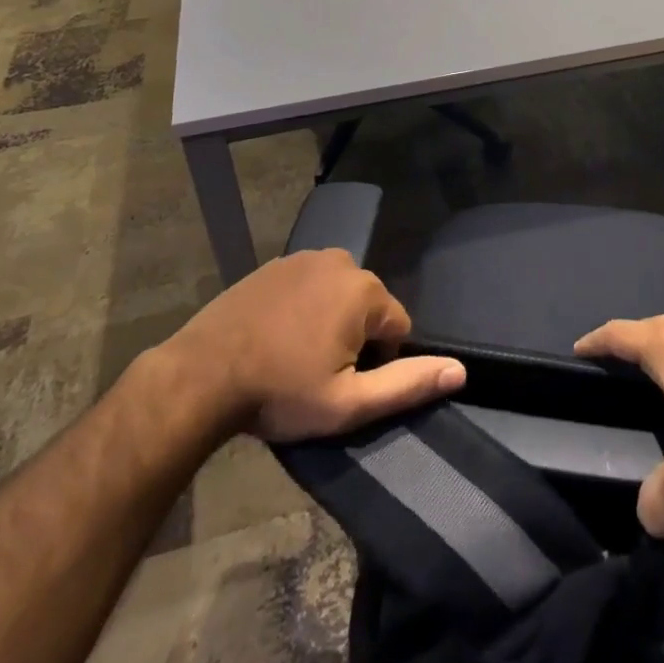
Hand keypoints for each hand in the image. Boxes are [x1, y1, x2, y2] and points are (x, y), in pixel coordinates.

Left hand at [176, 250, 465, 442]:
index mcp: (364, 290)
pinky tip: (275, 338)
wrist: (202, 375)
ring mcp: (304, 257)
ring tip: (295, 357)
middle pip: (368, 306)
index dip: (378, 361)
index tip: (343, 384)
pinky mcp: (274, 264)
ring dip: (328, 321)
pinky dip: (301, 308)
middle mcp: (341, 261)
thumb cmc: (280, 392)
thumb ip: (407, 384)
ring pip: (337, 294)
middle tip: (317, 374)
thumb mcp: (348, 404)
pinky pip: (307, 286)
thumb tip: (461, 370)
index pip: (398, 326)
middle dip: (354, 338)